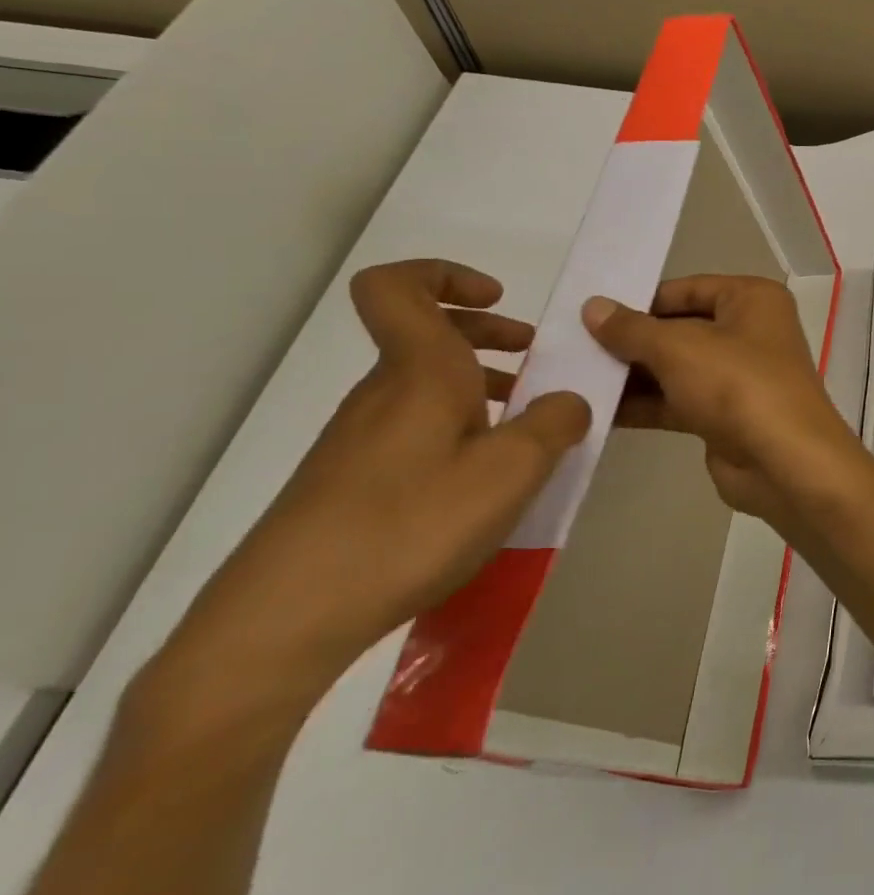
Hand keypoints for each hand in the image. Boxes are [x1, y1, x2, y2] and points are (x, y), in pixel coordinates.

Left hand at [145, 260, 589, 732]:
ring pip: (423, 385)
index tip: (499, 299)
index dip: (445, 274)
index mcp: (419, 374)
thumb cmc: (409, 526)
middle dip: (487, 334)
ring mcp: (359, 440)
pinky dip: (458, 430)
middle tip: (536, 359)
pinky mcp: (350, 482)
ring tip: (526, 426)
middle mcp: (383, 395)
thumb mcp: (512, 472)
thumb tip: (568, 401)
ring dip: (479, 386)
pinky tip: (484, 480)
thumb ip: (556, 423)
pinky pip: (414, 429)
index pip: (398, 287)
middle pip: (425, 335)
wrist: (284, 620)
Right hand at [582, 275, 873, 536]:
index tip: (589, 313)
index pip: (687, 288)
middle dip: (631, 341)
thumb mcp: (679, 348)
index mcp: (752, 299)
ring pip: (676, 367)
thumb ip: (632, 329)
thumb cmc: (737, 384)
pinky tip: (597, 411)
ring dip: (632, 375)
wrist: (783, 461)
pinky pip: (678, 401)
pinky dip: (645, 404)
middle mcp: (750, 331)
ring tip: (573, 378)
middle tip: (570, 347)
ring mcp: (739, 375)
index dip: (640, 300)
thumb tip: (593, 306)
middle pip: (680, 328)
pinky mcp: (726, 415)